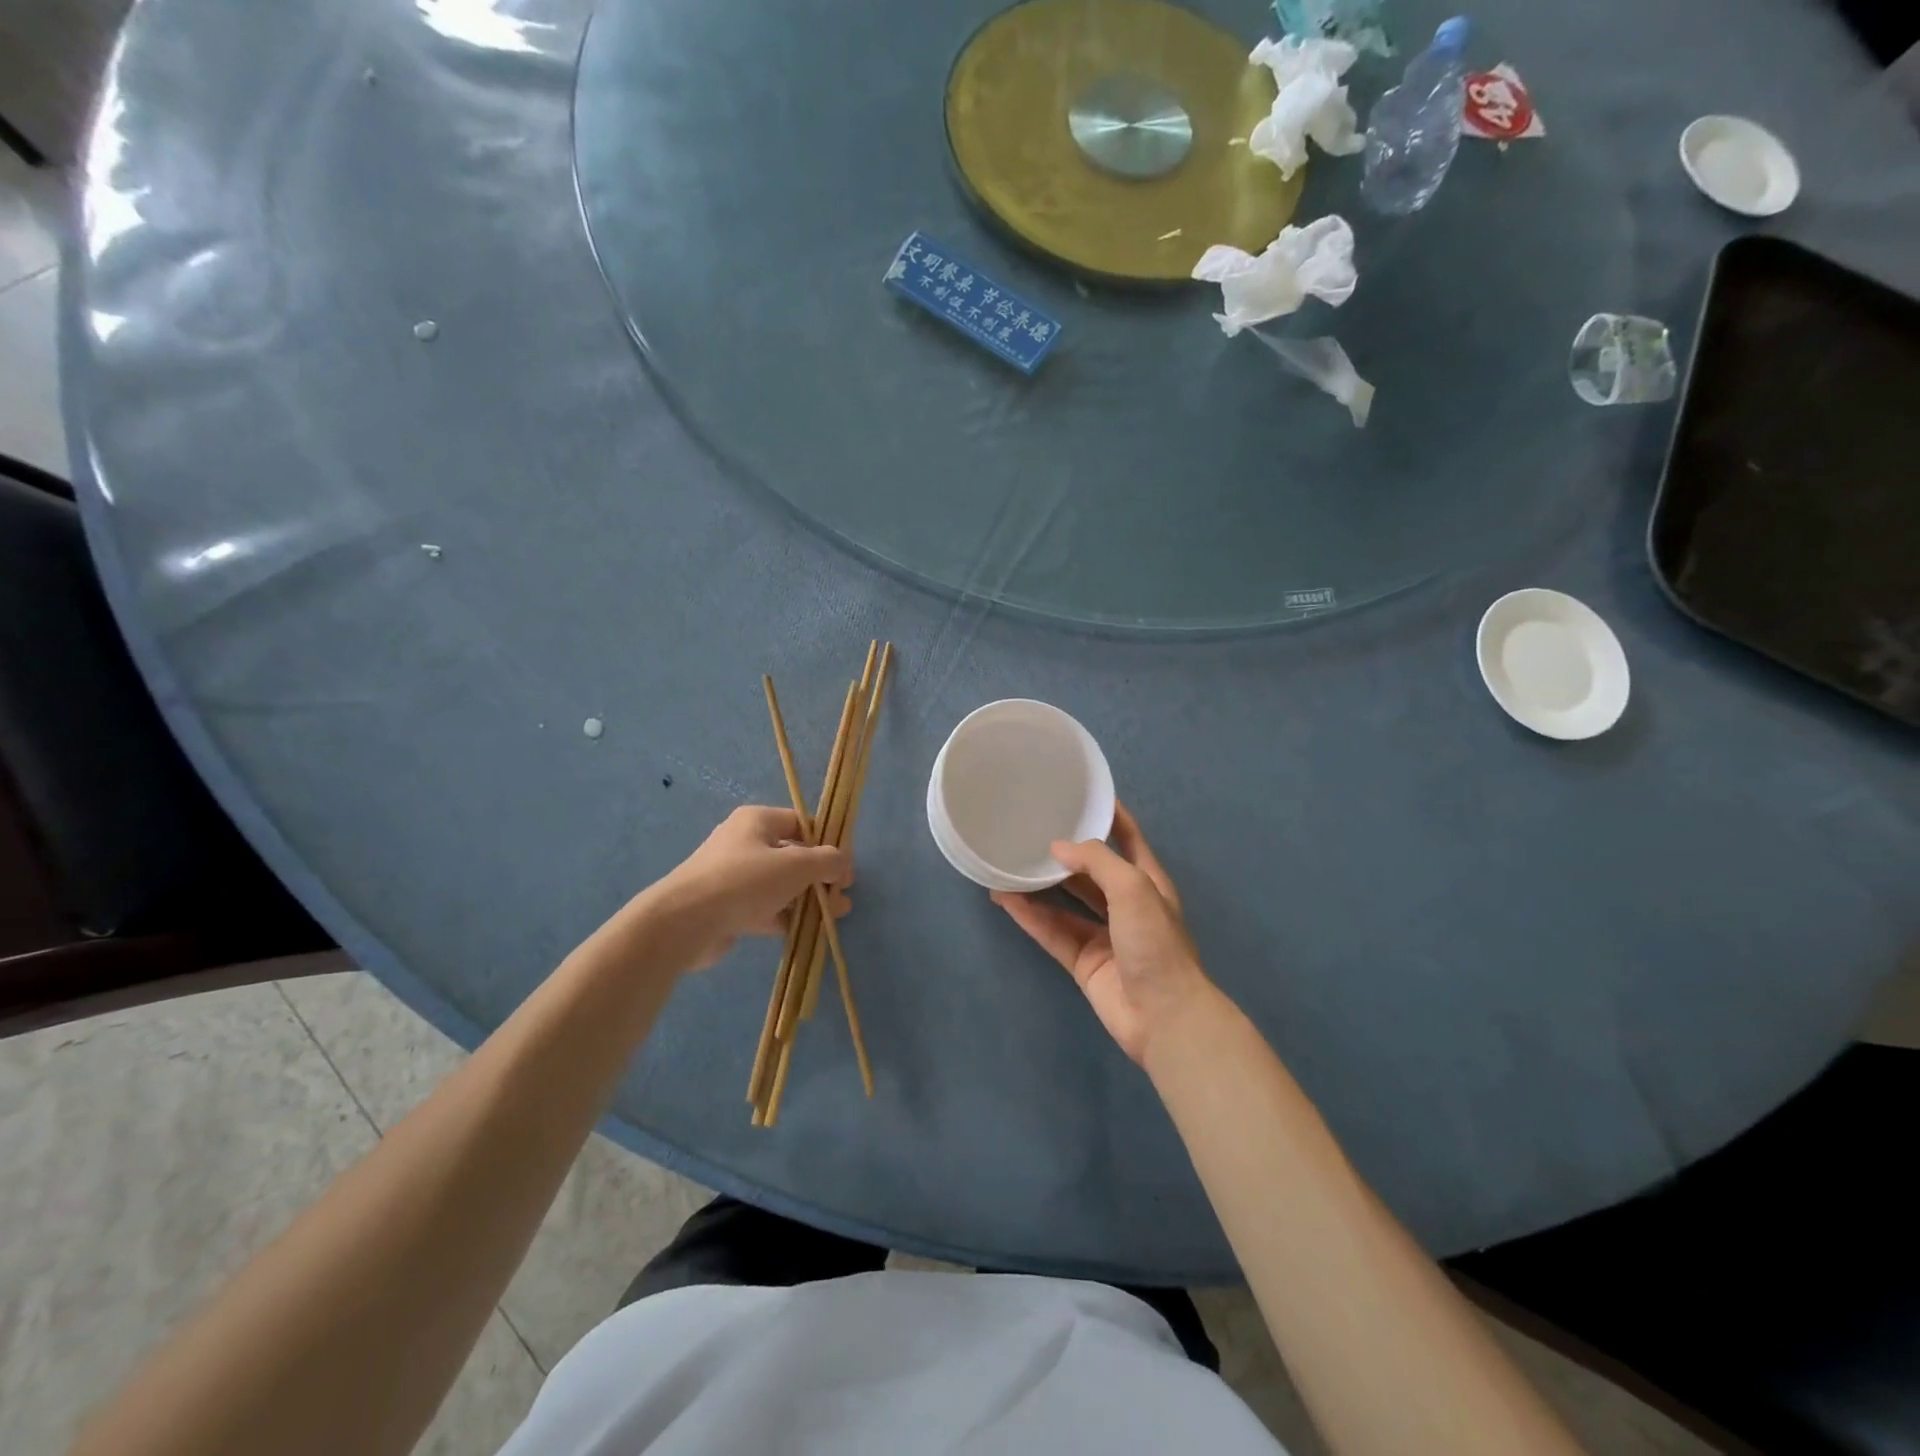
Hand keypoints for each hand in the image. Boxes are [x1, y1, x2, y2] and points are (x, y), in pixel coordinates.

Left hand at [645, 806, 851, 970]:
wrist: (685, 923)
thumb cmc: (744, 881)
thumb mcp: (796, 865)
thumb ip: (827, 861)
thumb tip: (843, 863)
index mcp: (757, 821)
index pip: (802, 824)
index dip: (828, 843)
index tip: (845, 867)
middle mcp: (744, 843)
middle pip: (793, 855)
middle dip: (821, 875)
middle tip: (842, 895)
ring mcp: (734, 877)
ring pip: (781, 884)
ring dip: (808, 898)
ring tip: (834, 916)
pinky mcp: (728, 907)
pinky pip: (765, 907)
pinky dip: (786, 916)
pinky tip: (807, 930)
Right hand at [992, 803, 1213, 1065]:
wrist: (1163, 1015)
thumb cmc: (1155, 942)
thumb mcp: (1133, 887)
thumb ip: (1095, 861)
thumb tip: (1057, 848)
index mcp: (1147, 881)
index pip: (1127, 837)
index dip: (1110, 814)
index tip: (1081, 793)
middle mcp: (1125, 904)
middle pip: (1090, 870)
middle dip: (1064, 852)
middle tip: (1030, 830)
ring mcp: (1103, 934)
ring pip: (1065, 902)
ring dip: (1039, 885)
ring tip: (1007, 863)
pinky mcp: (1083, 960)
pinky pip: (1052, 931)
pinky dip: (1030, 916)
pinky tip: (1005, 899)